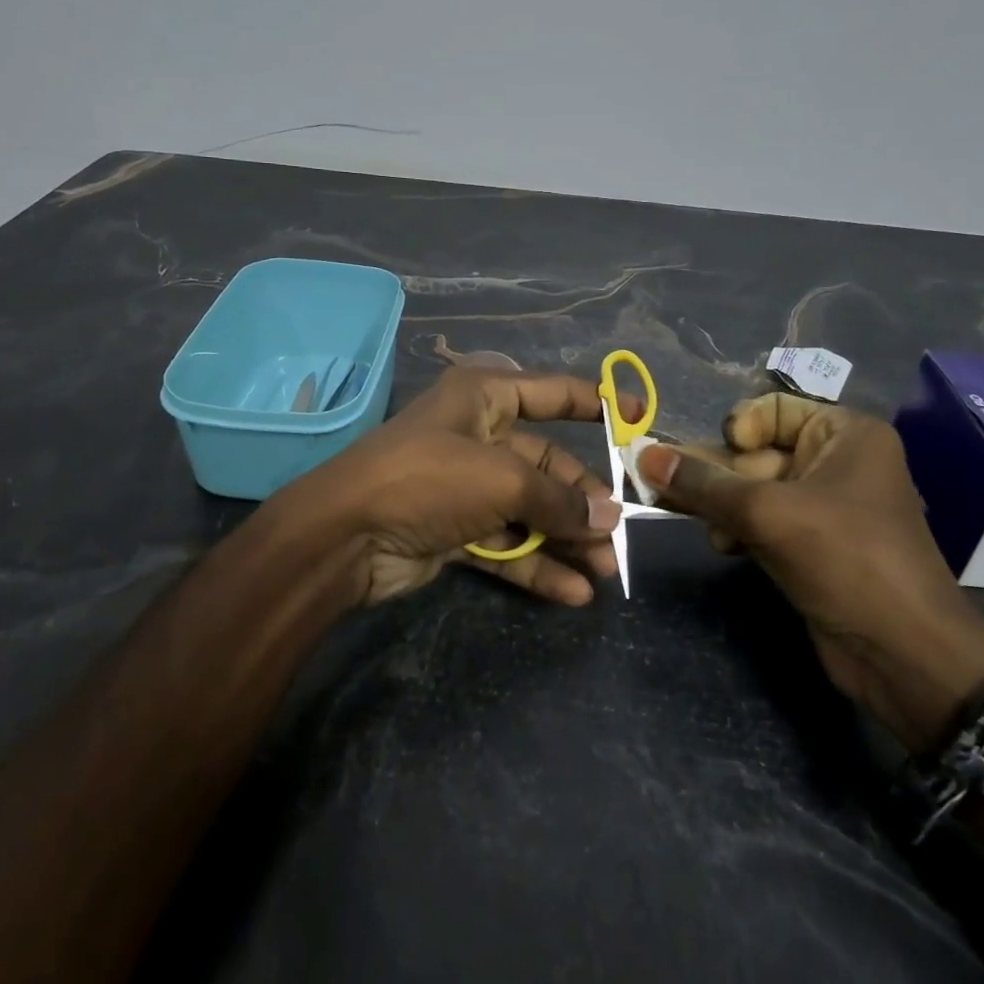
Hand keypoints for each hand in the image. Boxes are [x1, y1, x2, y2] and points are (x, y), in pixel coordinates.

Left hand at [277, 368, 640, 606]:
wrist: (346, 536)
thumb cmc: (429, 479)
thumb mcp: (502, 479)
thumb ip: (558, 499)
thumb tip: (608, 518)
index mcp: (484, 398)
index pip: (552, 392)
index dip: (596, 402)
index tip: (638, 418)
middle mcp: (478, 436)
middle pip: (546, 464)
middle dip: (582, 499)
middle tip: (617, 533)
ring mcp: (466, 486)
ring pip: (531, 509)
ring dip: (567, 537)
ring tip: (606, 569)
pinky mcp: (456, 530)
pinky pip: (508, 543)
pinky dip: (537, 564)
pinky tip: (573, 592)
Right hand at [635, 394, 983, 747]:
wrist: (904, 654)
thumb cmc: (845, 559)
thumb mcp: (767, 513)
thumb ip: (702, 483)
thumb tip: (641, 454)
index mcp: (845, 434)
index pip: (773, 409)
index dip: (740, 428)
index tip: (723, 456)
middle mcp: (837, 462)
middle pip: (756, 453)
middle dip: (719, 476)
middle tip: (671, 492)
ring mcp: (825, 506)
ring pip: (753, 490)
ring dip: (724, 507)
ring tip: (710, 530)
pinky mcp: (813, 545)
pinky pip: (763, 521)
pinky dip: (739, 528)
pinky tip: (724, 546)